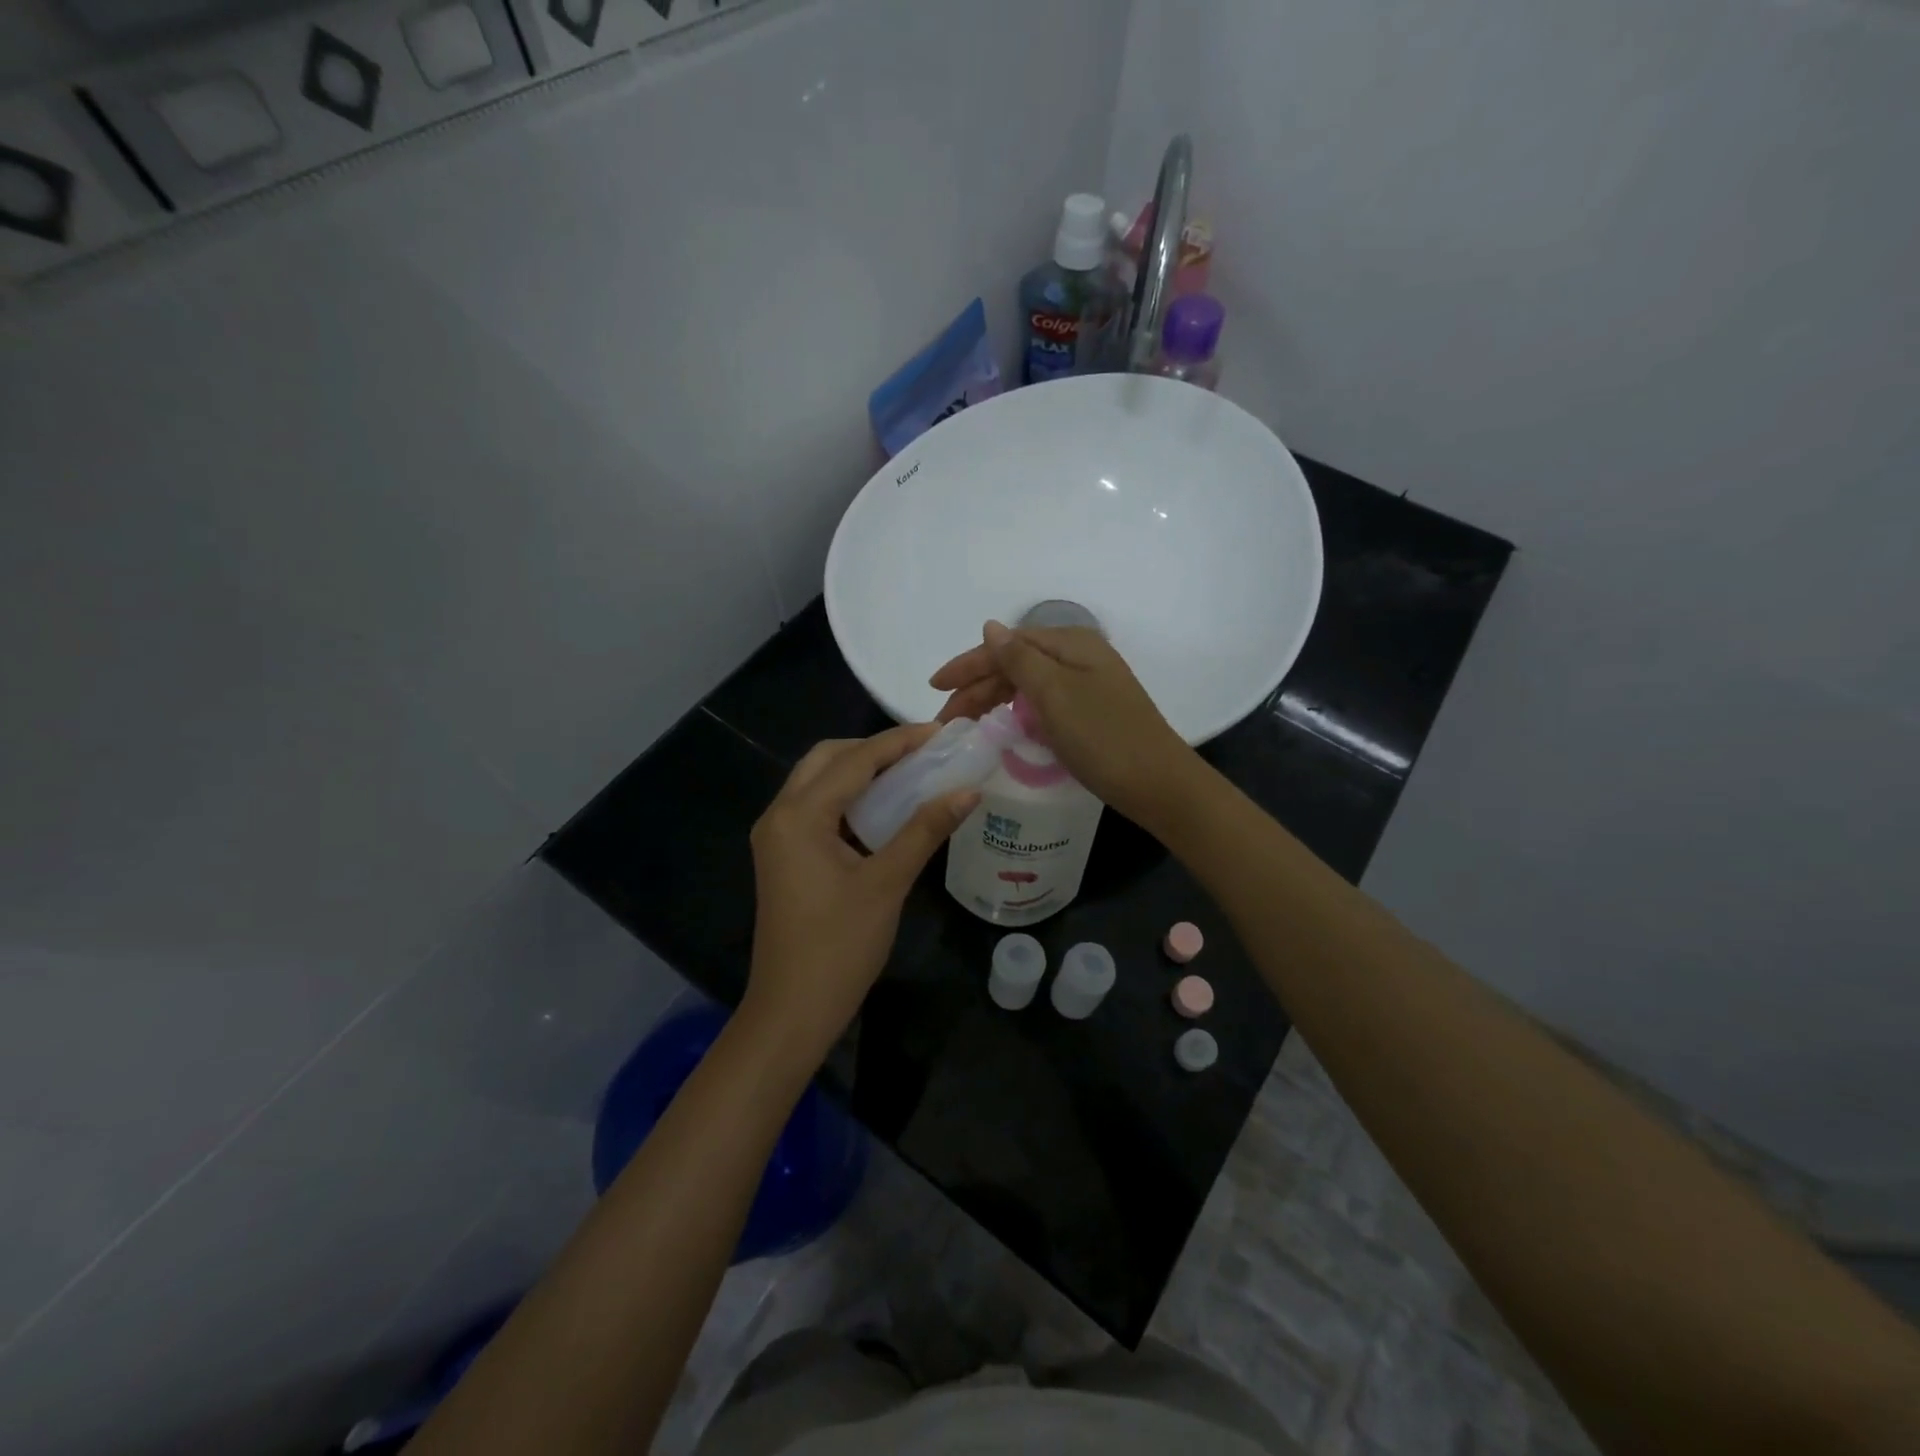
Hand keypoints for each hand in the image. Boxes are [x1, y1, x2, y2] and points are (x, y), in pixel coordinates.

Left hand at [745, 725, 979, 1065]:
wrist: (792, 1010)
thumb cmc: (839, 946)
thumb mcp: (887, 883)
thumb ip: (925, 830)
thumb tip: (968, 791)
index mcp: (799, 815)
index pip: (855, 761)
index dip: (900, 742)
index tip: (941, 732)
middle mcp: (779, 815)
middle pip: (827, 759)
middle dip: (874, 750)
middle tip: (922, 754)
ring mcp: (777, 837)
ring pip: (818, 782)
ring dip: (859, 772)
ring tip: (909, 773)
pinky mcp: (784, 856)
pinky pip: (816, 809)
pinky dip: (848, 799)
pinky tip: (883, 809)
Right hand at [929, 621, 1195, 828]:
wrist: (1158, 784)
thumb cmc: (1103, 737)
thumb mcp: (1055, 694)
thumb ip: (1019, 659)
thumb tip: (989, 626)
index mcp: (1071, 644)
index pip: (1007, 644)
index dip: (968, 664)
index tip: (934, 687)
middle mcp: (1079, 657)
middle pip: (1015, 663)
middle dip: (977, 687)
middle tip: (946, 720)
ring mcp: (1087, 686)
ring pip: (1027, 684)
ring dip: (993, 700)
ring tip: (966, 725)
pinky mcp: (1090, 712)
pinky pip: (1042, 703)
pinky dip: (1017, 712)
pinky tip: (1003, 727)